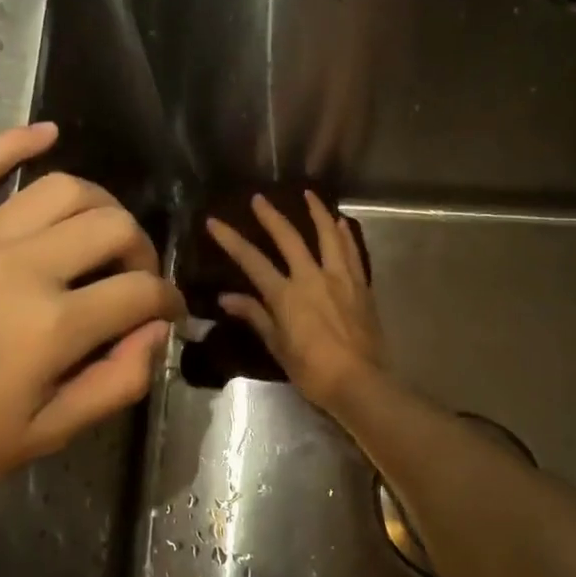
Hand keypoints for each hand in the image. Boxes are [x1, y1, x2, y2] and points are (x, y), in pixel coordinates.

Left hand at [0, 123, 182, 515]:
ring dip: (100, 205)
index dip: (168, 302)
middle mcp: (20, 268)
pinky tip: (47, 134)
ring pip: (61, 189)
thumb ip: (114, 384)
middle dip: (142, 251)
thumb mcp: (44, 439)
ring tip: (103, 232)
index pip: (140, 293)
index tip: (170, 314)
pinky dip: (15, 142)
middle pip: (112, 227)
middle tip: (137, 278)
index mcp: (51, 328)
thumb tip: (155, 333)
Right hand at [206, 191, 384, 410]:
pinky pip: (352, 252)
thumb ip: (255, 316)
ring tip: (309, 194)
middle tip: (259, 198)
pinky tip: (341, 223)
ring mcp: (340, 278)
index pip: (252, 261)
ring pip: (327, 235)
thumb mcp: (278, 346)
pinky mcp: (361, 285)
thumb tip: (226, 298)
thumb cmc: (312, 370)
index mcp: (286, 295)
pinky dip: (345, 235)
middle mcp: (312, 278)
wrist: (359, 382)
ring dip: (317, 212)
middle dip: (271, 216)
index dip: (231, 240)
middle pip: (289, 238)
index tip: (214, 222)